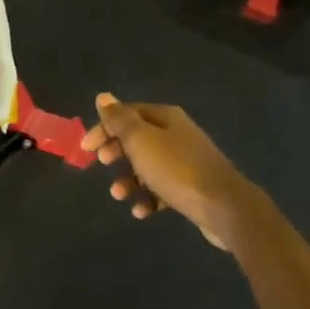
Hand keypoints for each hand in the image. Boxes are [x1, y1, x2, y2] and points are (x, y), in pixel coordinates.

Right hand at [80, 93, 258, 250]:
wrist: (223, 207)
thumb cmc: (176, 169)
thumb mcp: (141, 141)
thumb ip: (120, 120)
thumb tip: (103, 96)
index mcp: (166, 118)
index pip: (127, 114)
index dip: (104, 127)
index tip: (86, 148)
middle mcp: (177, 134)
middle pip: (138, 138)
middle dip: (116, 151)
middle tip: (101, 163)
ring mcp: (186, 161)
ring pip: (148, 166)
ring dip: (129, 179)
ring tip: (119, 195)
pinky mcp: (192, 187)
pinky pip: (162, 189)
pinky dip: (148, 199)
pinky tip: (141, 212)